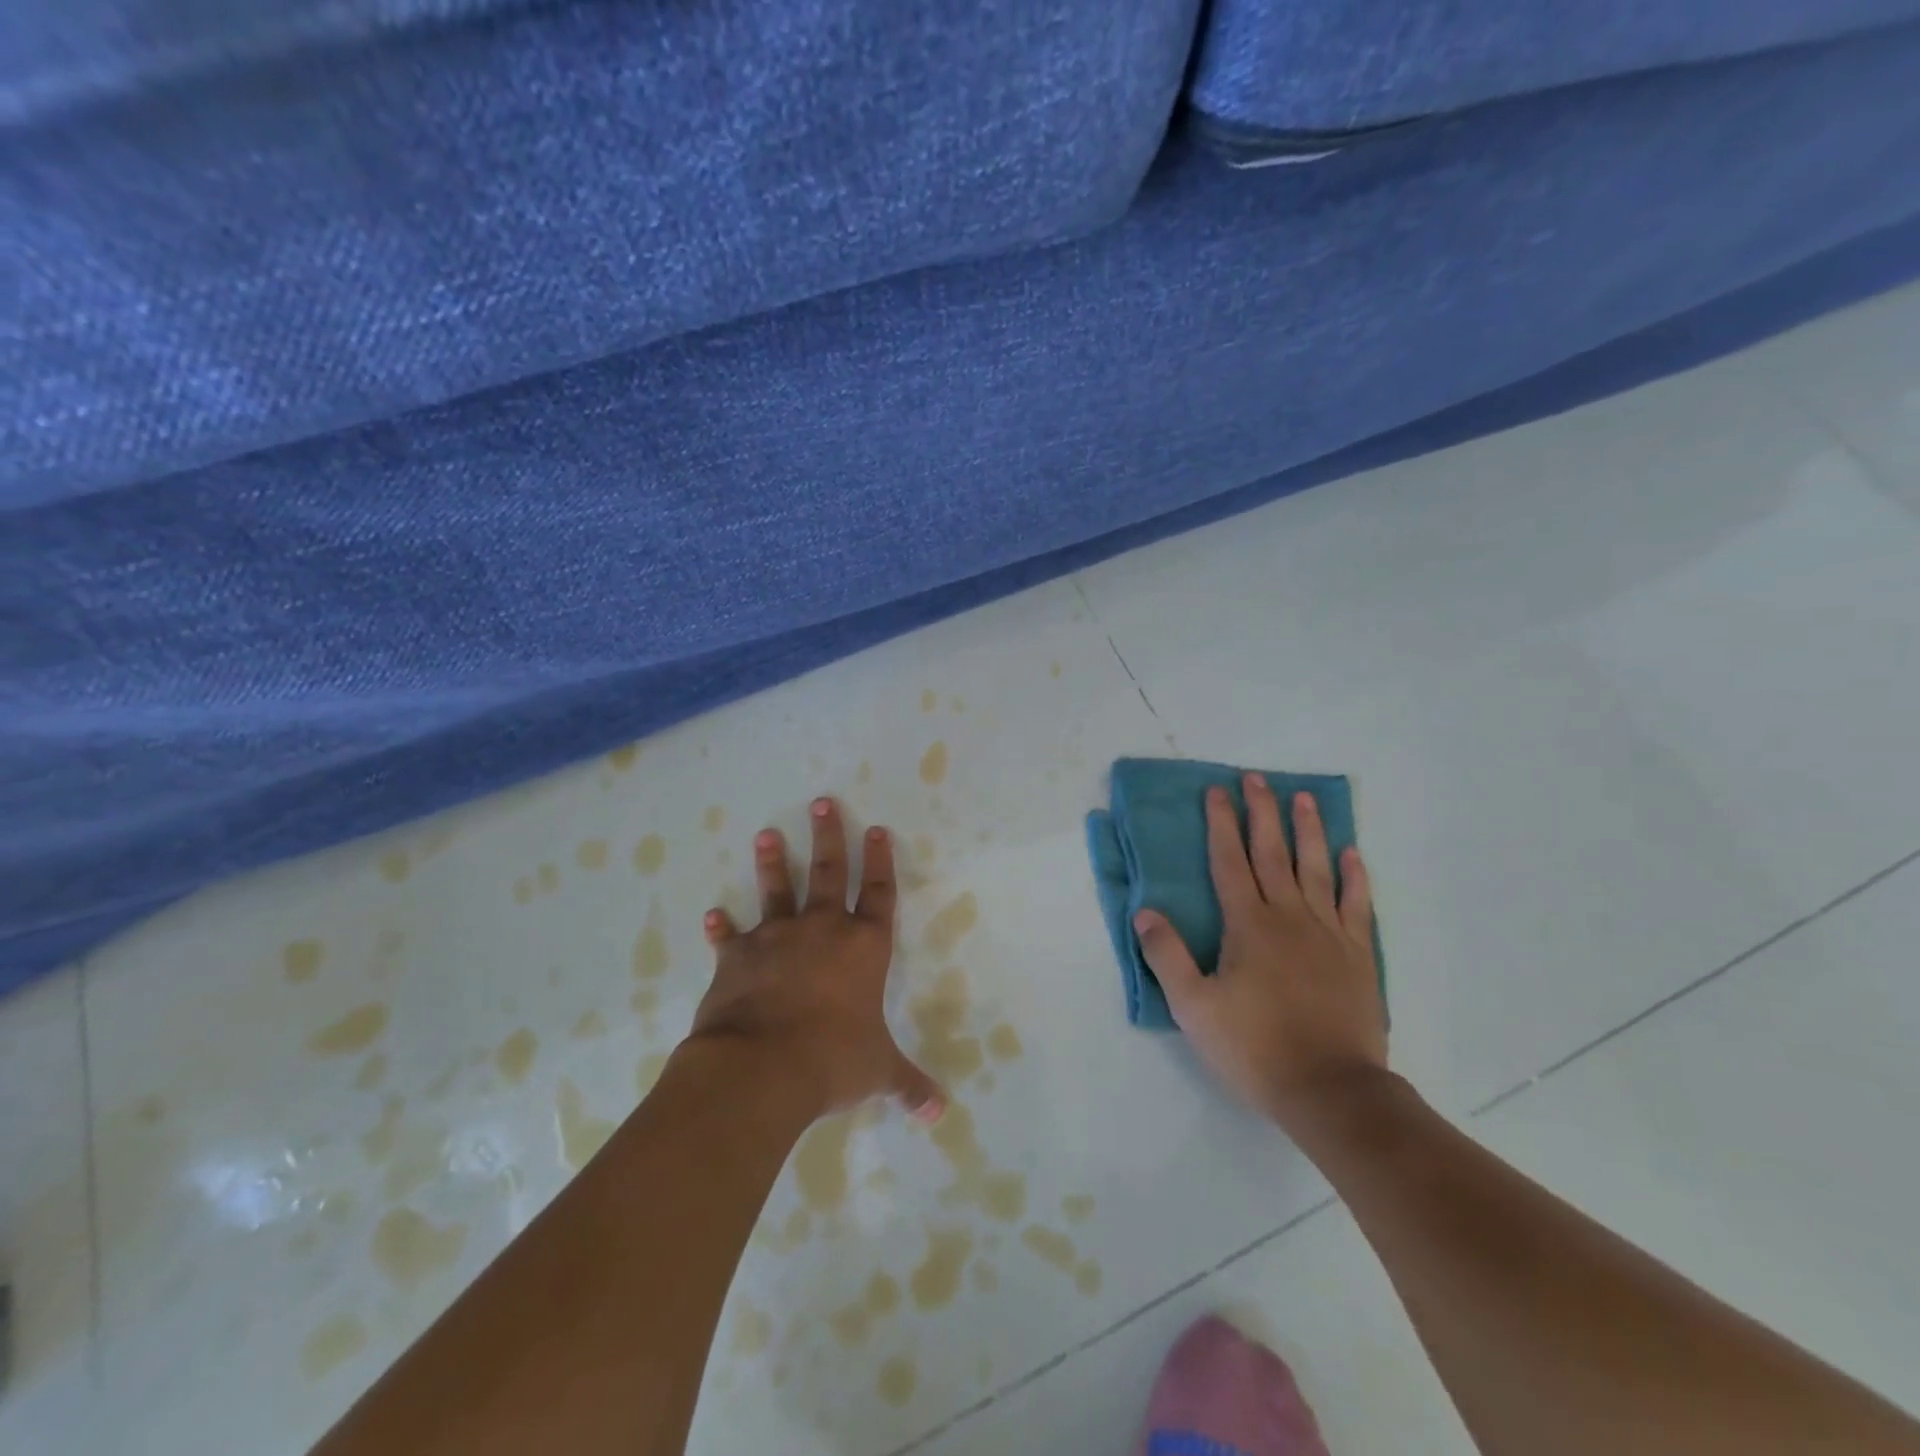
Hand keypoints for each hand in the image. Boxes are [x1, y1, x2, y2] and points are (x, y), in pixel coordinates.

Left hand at [689, 796, 944, 1122]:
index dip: (880, 861)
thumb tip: (940, 1113)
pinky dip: (721, 928)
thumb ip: (908, 1085)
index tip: (877, 829)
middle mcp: (822, 931)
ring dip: (773, 862)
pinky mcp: (737, 958)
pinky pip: (730, 938)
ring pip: (777, 890)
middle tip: (822, 802)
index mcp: (863, 948)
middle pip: (829, 872)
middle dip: (829, 836)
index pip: (879, 893)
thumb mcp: (877, 1072)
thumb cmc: (831, 1060)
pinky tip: (712, 916)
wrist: (761, 1068)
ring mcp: (777, 939)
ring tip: (766, 834)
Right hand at [1134, 774, 1386, 1131]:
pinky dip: (1354, 876)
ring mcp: (1328, 933)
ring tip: (1304, 798)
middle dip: (1261, 812)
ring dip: (1308, 830)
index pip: (1230, 862)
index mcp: (1248, 925)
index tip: (1216, 792)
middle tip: (1255, 778)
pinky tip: (1351, 854)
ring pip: (1316, 869)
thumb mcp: (1193, 1007)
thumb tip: (1144, 912)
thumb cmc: (1254, 1047)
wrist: (1330, 1090)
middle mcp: (1289, 917)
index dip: (1221, 824)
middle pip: (1272, 853)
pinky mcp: (1358, 956)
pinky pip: (1357, 904)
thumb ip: (1166, 955)